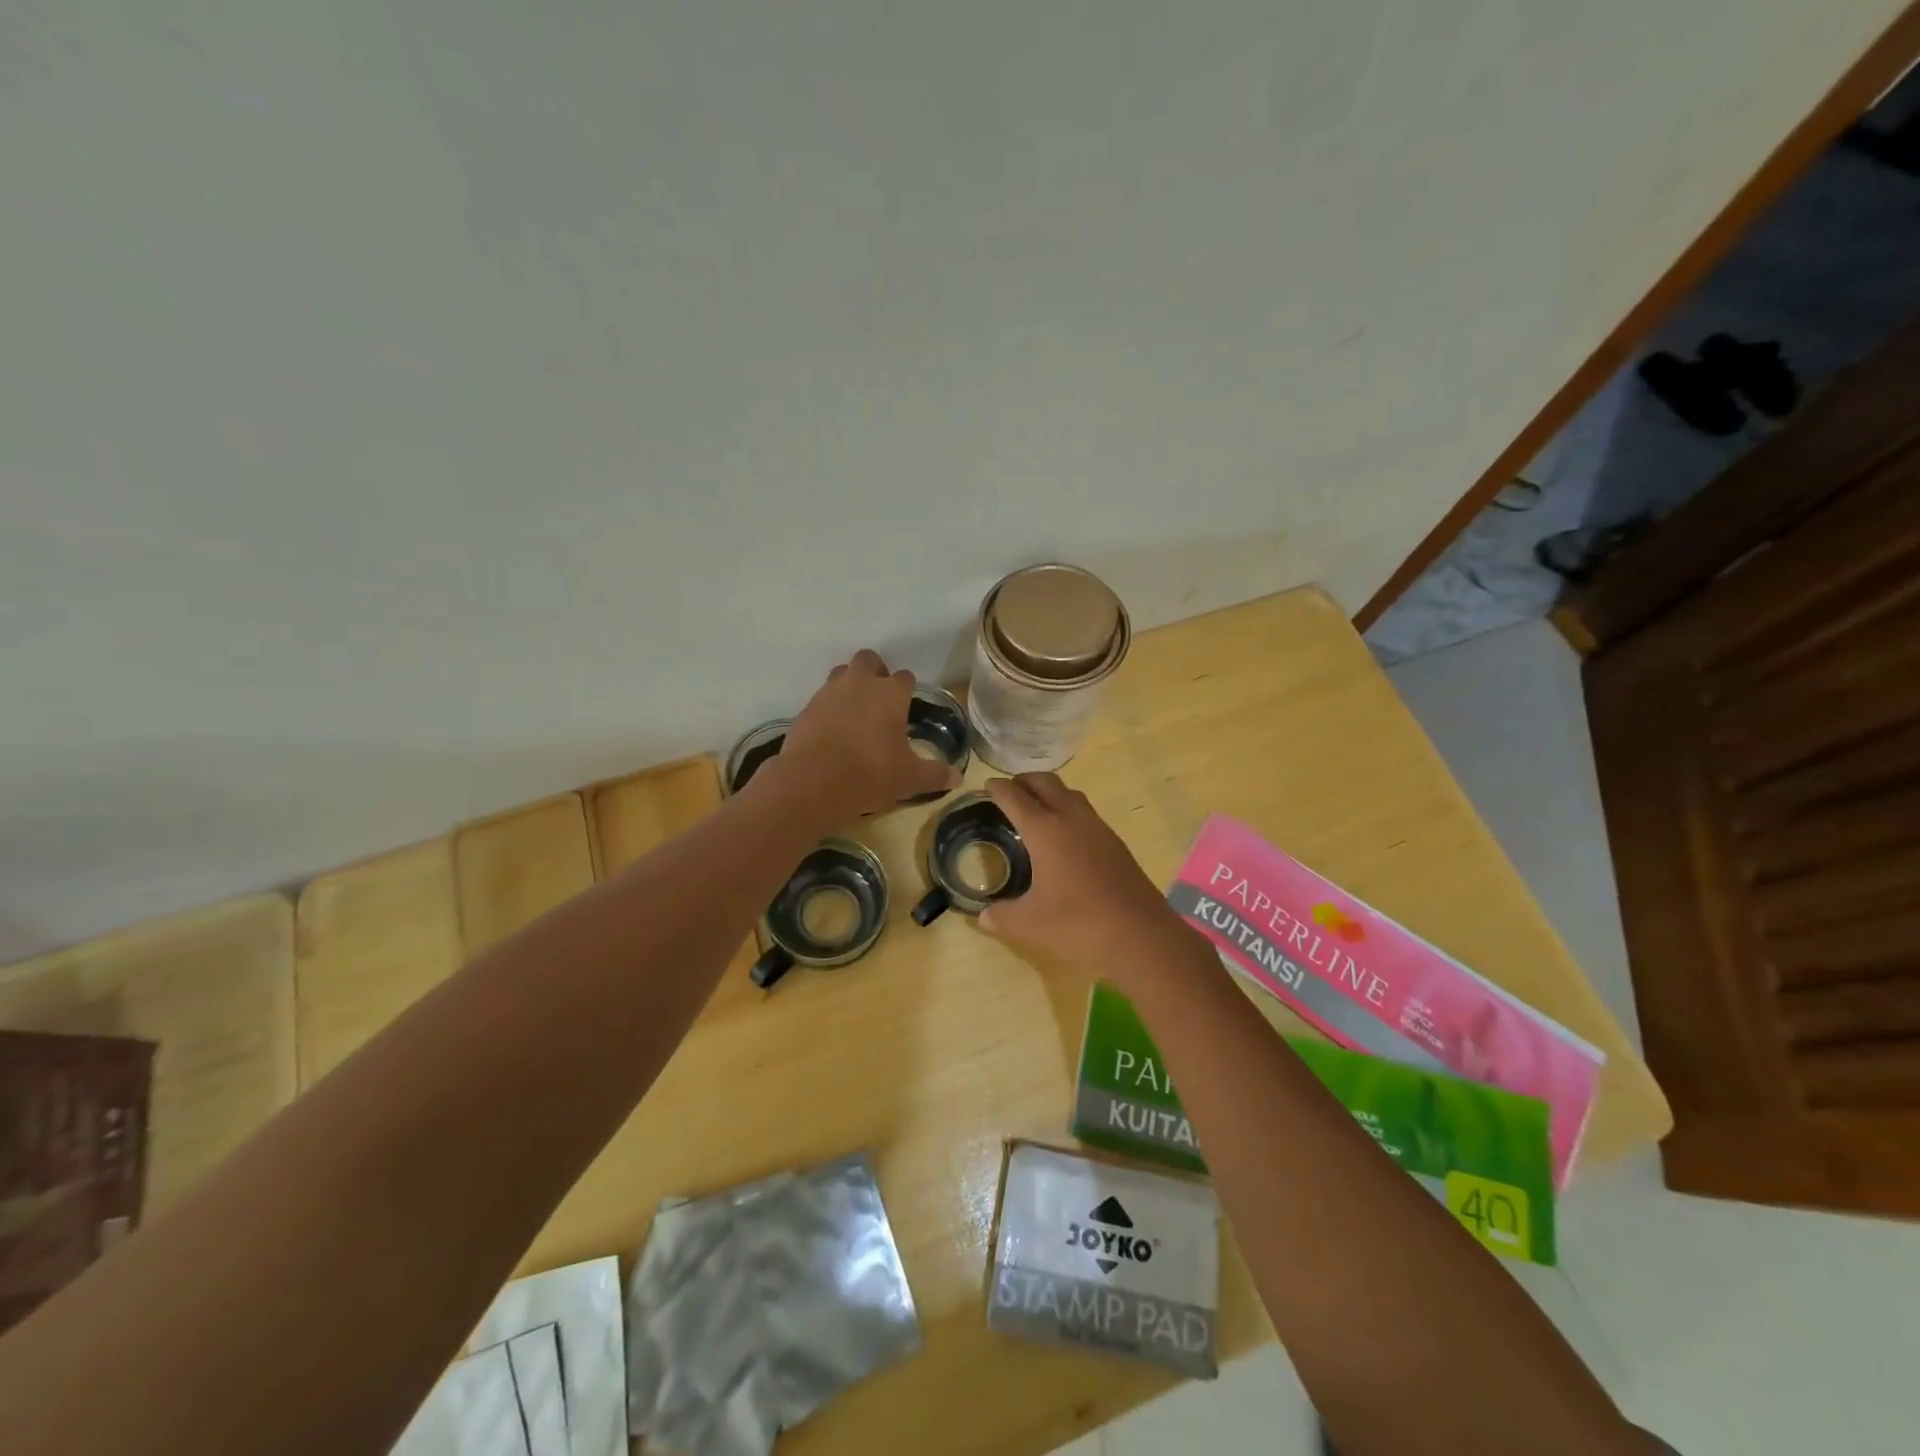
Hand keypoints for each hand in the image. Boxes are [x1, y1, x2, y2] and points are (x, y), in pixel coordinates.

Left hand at [772, 649, 951, 821]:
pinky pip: (822, 698)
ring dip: (850, 685)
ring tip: (855, 713)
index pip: (905, 678)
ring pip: (842, 674)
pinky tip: (832, 730)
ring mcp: (829, 691)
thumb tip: (957, 778)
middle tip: (879, 701)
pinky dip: (829, 707)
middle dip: (875, 673)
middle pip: (869, 660)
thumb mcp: (909, 779)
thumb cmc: (871, 773)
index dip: (907, 690)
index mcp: (891, 693)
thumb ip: (935, 775)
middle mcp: (860, 682)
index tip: (907, 707)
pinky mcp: (806, 707)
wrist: (813, 782)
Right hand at [978, 773, 1194, 979]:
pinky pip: (1086, 813)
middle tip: (1009, 790)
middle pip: (1046, 784)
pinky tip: (1065, 836)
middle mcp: (1072, 820)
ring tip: (1036, 807)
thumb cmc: (1079, 926)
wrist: (1143, 938)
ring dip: (1050, 792)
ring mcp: (1099, 829)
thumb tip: (981, 916)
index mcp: (1046, 831)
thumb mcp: (1030, 925)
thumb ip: (1001, 917)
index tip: (986, 785)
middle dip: (1025, 781)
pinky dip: (1069, 811)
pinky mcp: (1116, 844)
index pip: (1016, 798)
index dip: (998, 789)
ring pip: (1071, 795)